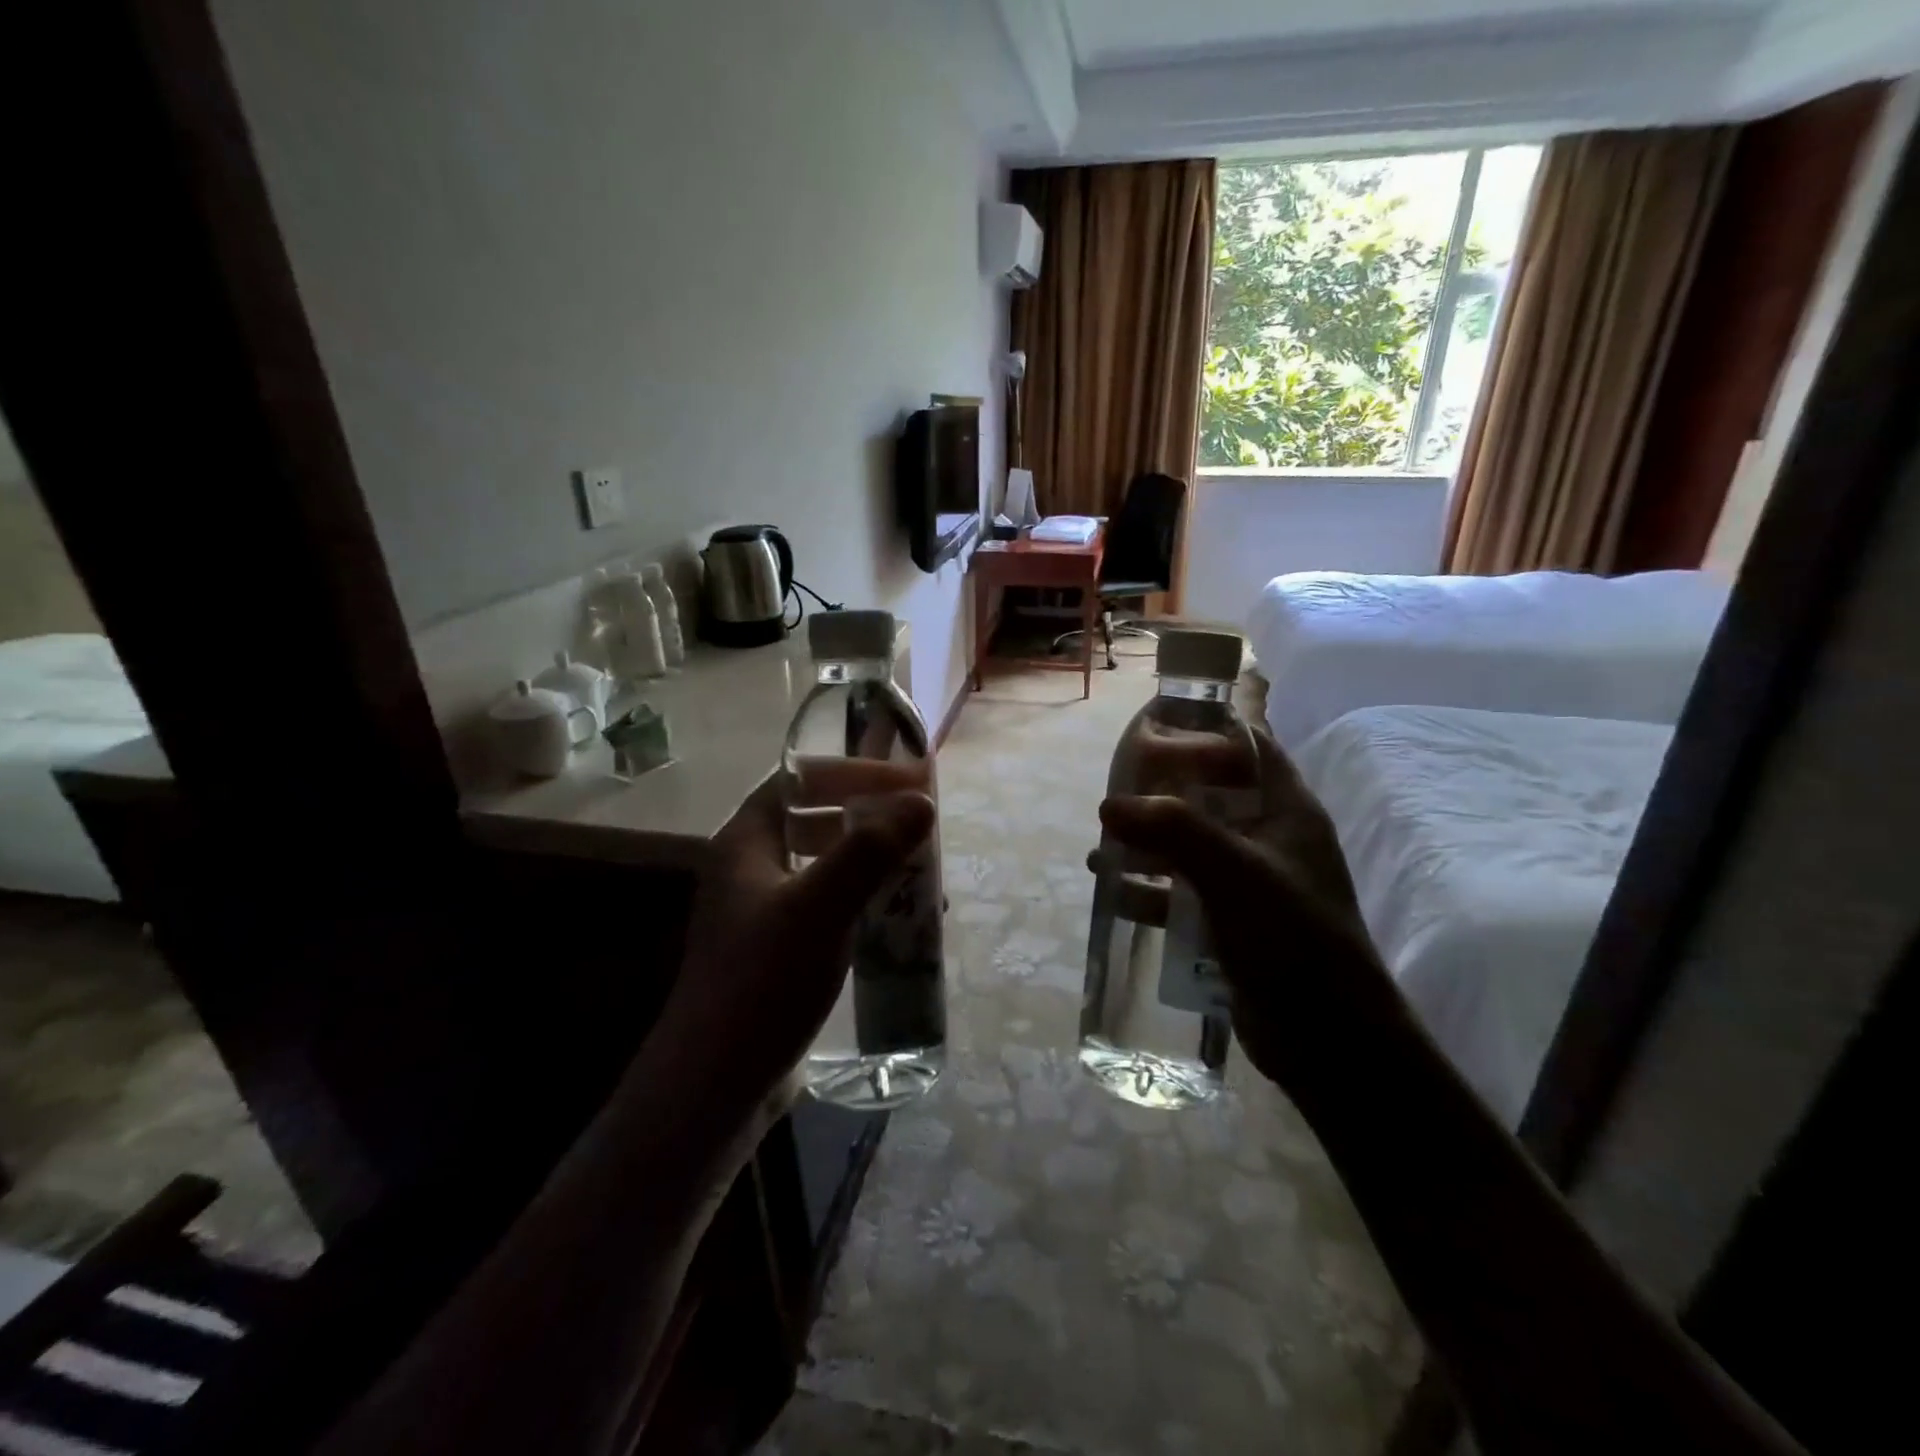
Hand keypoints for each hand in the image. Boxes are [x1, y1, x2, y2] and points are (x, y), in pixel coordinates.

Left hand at [658, 771, 934, 1117]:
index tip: (906, 780)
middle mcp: (752, 868)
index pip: (799, 780)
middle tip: (919, 824)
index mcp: (747, 842)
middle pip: (816, 819)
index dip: (853, 772)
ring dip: (873, 862)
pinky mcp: (782, 951)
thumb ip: (870, 850)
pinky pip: (831, 907)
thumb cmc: (762, 981)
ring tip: (921, 870)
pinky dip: (866, 902)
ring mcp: (766, 912)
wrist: (715, 1084)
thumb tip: (922, 801)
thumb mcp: (820, 907)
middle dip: (870, 817)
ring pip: (827, 865)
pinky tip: (902, 920)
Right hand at [1098, 727, 1396, 1089]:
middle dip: (1163, 791)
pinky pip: (1183, 890)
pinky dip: (1150, 887)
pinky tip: (1113, 891)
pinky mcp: (1231, 921)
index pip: (1252, 747)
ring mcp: (1250, 882)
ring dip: (1149, 842)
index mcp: (1287, 811)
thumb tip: (1110, 804)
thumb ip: (1174, 830)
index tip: (1156, 729)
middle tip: (1116, 791)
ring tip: (1104, 844)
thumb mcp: (1235, 872)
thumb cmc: (1293, 938)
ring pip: (1191, 844)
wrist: (1330, 1040)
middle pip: (1211, 794)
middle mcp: (1270, 838)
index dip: (1209, 730)